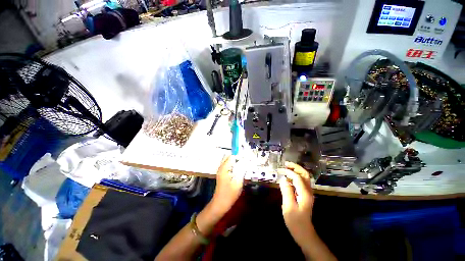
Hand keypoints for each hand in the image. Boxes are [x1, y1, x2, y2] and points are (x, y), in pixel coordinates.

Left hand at [210, 155, 243, 215]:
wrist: (220, 204)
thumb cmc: (229, 194)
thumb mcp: (238, 181)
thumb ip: (242, 169)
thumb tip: (246, 160)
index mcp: (224, 167)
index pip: (232, 156)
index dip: (240, 157)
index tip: (247, 160)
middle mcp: (221, 167)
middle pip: (230, 157)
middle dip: (238, 158)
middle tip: (245, 163)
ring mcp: (221, 170)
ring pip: (229, 161)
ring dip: (236, 162)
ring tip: (243, 167)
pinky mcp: (222, 174)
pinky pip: (229, 166)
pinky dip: (234, 166)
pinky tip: (239, 172)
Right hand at [278, 162, 314, 246]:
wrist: (304, 232)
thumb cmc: (295, 221)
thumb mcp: (288, 206)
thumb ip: (286, 191)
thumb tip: (283, 179)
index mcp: (305, 193)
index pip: (298, 177)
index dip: (289, 172)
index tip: (281, 170)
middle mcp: (308, 191)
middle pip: (305, 174)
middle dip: (296, 167)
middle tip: (286, 164)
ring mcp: (308, 193)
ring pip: (304, 177)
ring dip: (296, 170)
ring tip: (286, 168)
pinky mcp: (305, 195)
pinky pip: (302, 182)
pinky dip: (296, 176)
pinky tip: (289, 177)